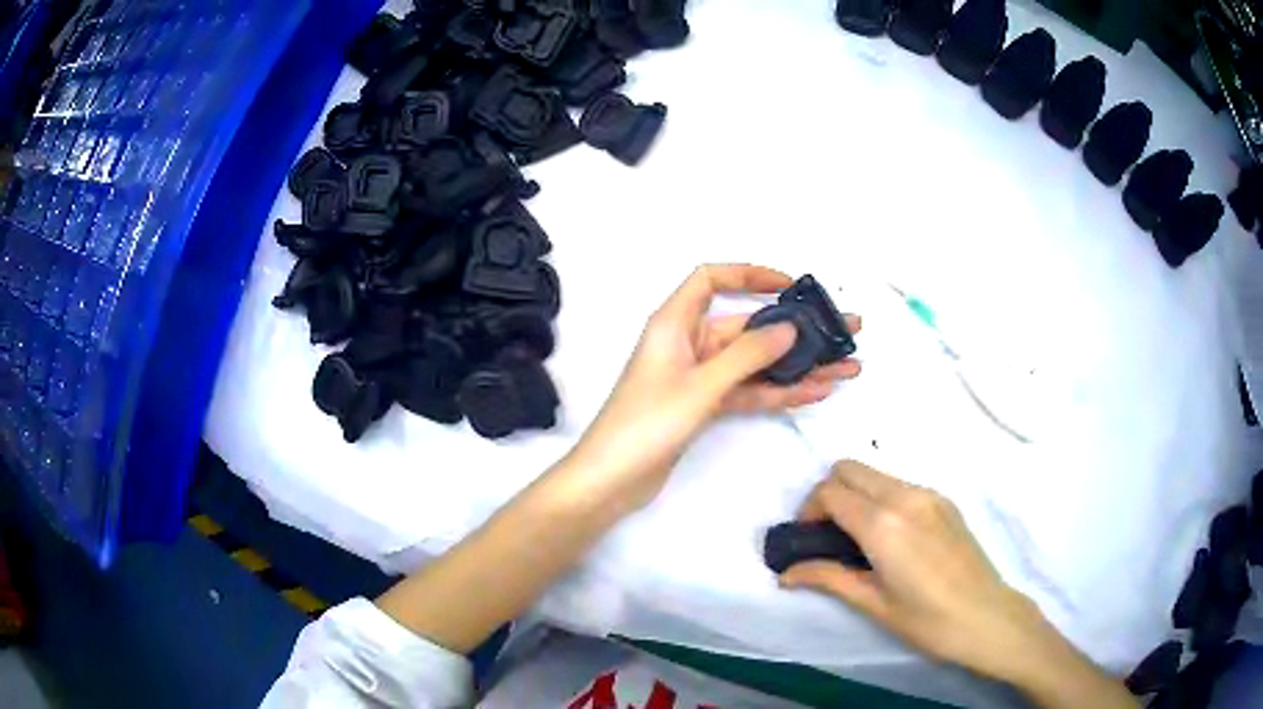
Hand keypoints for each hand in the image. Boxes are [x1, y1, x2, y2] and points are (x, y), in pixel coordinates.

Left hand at [566, 265, 860, 511]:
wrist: (612, 479)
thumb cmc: (647, 422)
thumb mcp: (701, 384)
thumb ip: (747, 355)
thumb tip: (790, 328)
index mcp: (675, 322)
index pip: (712, 279)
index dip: (750, 274)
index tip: (791, 285)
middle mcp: (689, 343)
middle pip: (748, 326)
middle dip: (796, 330)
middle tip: (844, 331)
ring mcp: (699, 377)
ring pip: (756, 363)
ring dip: (798, 366)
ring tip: (846, 367)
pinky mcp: (705, 406)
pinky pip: (749, 391)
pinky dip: (780, 392)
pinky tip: (817, 391)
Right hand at [779, 460, 1051, 683]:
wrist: (987, 617)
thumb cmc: (927, 620)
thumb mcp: (873, 604)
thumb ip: (828, 578)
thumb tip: (785, 575)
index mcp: (884, 523)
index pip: (830, 492)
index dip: (808, 511)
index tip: (805, 541)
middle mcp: (905, 495)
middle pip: (849, 468)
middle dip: (828, 494)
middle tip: (826, 535)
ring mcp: (929, 494)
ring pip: (875, 474)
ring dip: (855, 495)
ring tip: (856, 540)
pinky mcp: (944, 501)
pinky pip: (899, 485)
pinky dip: (880, 499)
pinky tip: (889, 538)